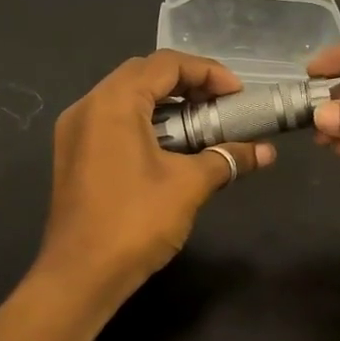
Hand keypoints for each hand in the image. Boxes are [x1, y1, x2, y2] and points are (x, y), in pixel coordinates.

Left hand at [38, 51, 274, 298]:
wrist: (81, 276)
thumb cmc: (135, 222)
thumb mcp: (189, 185)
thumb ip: (227, 158)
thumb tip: (266, 152)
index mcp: (112, 102)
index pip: (165, 64)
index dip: (207, 72)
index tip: (237, 95)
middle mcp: (87, 106)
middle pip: (143, 75)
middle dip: (188, 85)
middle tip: (221, 106)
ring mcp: (75, 132)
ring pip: (126, 99)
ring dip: (167, 105)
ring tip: (202, 125)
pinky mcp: (74, 156)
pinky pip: (113, 122)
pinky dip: (146, 124)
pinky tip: (172, 148)